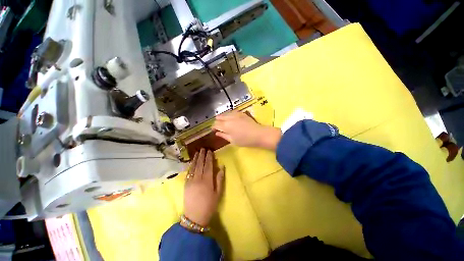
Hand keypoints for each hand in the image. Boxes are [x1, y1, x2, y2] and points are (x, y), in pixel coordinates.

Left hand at [183, 149, 224, 226]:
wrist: (194, 217)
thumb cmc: (209, 205)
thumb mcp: (218, 193)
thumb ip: (219, 179)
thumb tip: (221, 167)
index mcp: (207, 180)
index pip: (208, 165)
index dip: (209, 157)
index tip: (210, 151)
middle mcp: (198, 178)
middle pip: (200, 164)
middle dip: (202, 155)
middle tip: (203, 148)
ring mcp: (190, 181)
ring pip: (193, 167)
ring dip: (195, 159)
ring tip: (197, 152)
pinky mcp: (185, 184)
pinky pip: (188, 172)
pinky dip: (190, 166)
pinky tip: (192, 162)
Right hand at [213, 111, 281, 150]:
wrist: (258, 134)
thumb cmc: (245, 140)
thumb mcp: (233, 140)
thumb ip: (223, 135)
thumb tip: (217, 133)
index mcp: (226, 126)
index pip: (216, 124)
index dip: (213, 127)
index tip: (214, 130)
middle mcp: (229, 118)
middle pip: (219, 117)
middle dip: (217, 121)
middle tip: (218, 126)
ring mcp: (235, 114)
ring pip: (225, 114)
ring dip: (222, 117)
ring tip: (223, 122)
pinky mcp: (241, 113)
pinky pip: (232, 112)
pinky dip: (229, 115)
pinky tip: (230, 118)